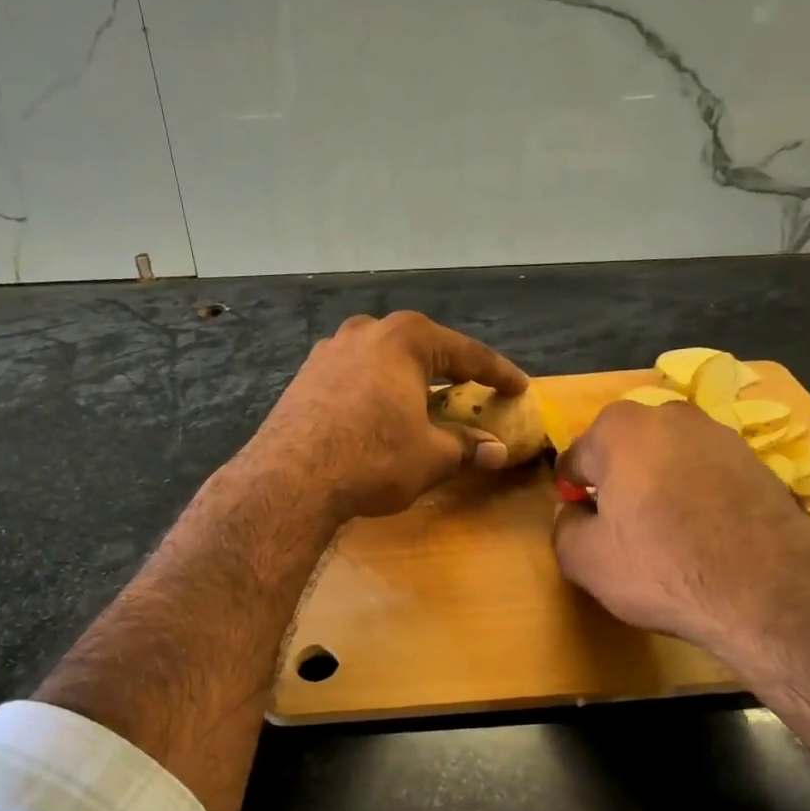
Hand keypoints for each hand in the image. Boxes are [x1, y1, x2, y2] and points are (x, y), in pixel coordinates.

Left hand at [250, 311, 528, 521]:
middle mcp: (366, 331)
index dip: (498, 373)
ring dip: (407, 378)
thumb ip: (467, 446)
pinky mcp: (305, 375)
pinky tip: (378, 412)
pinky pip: (354, 376)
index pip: (467, 353)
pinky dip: (375, 389)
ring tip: (423, 400)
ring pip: (382, 359)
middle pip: (421, 348)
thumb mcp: (431, 456)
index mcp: (405, 338)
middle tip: (472, 388)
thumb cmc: (373, 458)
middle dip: (449, 369)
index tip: (519, 387)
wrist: (290, 478)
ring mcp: (329, 350)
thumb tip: (497, 451)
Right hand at [551, 400, 809, 667]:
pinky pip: (709, 475)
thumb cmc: (661, 567)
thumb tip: (575, 512)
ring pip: (670, 458)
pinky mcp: (760, 463)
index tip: (581, 521)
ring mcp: (722, 435)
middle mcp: (670, 416)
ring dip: (661, 484)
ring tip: (668, 533)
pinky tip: (706, 536)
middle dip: (618, 479)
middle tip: (622, 526)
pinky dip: (700, 495)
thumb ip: (563, 525)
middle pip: (626, 450)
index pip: (576, 457)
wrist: (772, 595)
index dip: (572, 492)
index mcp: (619, 428)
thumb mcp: (583, 558)